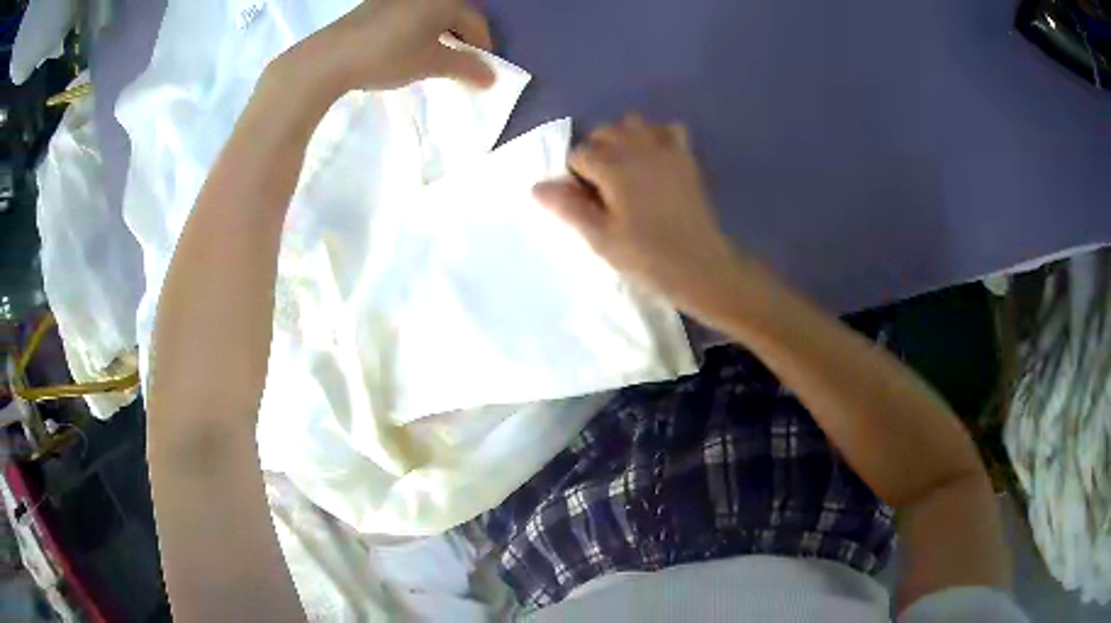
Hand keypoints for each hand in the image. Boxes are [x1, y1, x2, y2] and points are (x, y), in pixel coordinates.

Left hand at [278, 0, 494, 98]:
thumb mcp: (431, 64)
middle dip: (462, 39)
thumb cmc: (388, 56)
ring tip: (433, 57)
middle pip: (455, 15)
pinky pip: (410, 14)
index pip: (476, 23)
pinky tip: (407, 47)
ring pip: (431, 13)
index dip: (482, 48)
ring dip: (439, 33)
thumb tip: (492, 78)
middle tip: (459, 64)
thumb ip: (465, 68)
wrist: (330, 57)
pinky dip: (417, 29)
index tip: (481, 70)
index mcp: (445, 1)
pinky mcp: (376, 4)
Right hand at [534, 114, 746, 314]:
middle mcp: (636, 146)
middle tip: (602, 188)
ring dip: (623, 139)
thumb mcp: (601, 237)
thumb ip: (568, 207)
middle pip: (603, 132)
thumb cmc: (647, 256)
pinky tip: (655, 160)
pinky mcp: (686, 156)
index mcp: (611, 165)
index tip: (586, 202)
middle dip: (595, 152)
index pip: (578, 154)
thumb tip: (537, 185)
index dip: (575, 177)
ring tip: (626, 170)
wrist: (701, 265)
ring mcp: (665, 148)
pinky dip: (657, 137)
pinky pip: (668, 129)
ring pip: (633, 123)